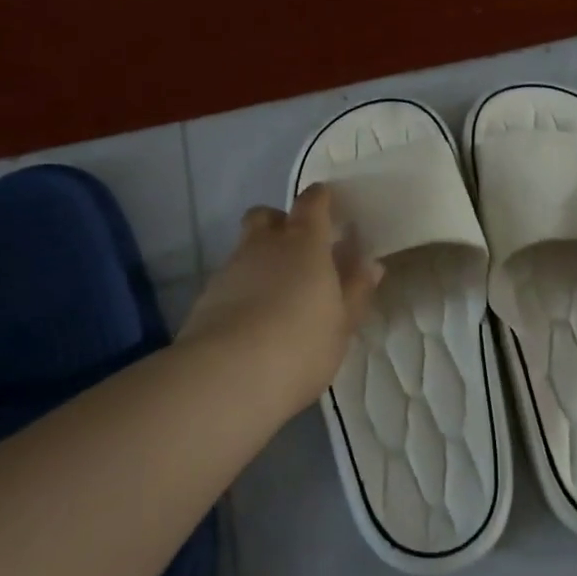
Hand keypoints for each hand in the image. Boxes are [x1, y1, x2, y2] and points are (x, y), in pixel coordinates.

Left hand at [180, 185, 382, 417]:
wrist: (229, 376)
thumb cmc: (302, 344)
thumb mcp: (342, 322)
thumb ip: (355, 289)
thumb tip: (370, 264)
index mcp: (305, 243)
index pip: (312, 202)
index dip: (320, 199)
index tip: (329, 205)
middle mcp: (265, 245)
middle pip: (266, 216)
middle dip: (280, 222)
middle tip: (298, 249)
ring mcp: (231, 269)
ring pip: (245, 248)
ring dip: (260, 259)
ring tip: (276, 293)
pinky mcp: (206, 297)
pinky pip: (230, 279)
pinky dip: (242, 288)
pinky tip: (252, 318)